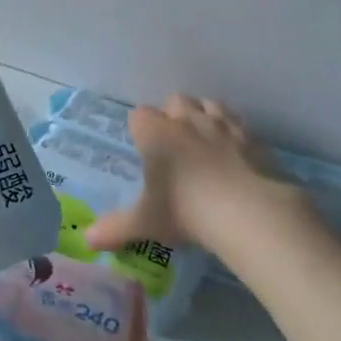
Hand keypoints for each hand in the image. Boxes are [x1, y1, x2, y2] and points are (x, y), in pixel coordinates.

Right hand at [83, 95, 301, 254]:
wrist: (248, 211)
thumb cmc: (186, 210)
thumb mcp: (145, 223)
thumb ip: (115, 229)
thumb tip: (87, 240)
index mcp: (156, 133)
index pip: (139, 115)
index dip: (140, 129)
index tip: (143, 148)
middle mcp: (187, 120)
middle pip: (175, 101)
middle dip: (172, 115)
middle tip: (172, 145)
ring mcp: (223, 125)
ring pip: (208, 104)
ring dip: (203, 116)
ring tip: (203, 143)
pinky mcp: (252, 137)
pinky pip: (238, 123)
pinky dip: (233, 133)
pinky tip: (235, 154)